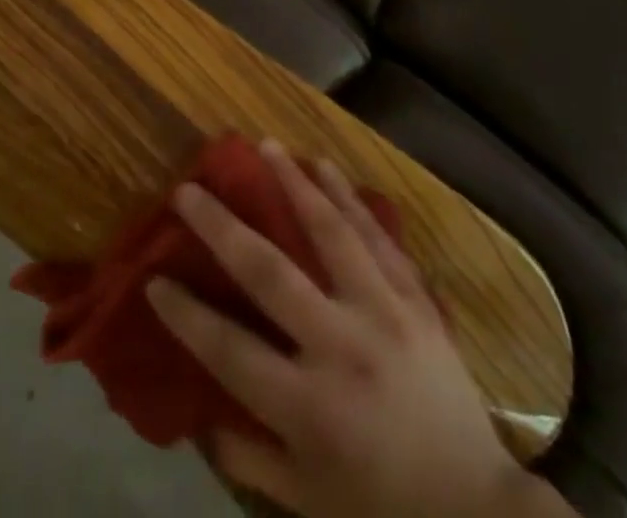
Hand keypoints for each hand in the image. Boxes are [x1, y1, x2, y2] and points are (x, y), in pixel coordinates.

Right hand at [146, 140, 570, 517]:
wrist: (474, 509)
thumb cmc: (380, 508)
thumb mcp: (306, 502)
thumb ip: (247, 458)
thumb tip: (198, 414)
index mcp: (308, 408)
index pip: (229, 351)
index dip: (186, 314)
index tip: (153, 278)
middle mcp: (341, 348)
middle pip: (269, 273)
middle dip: (221, 227)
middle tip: (188, 189)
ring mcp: (383, 314)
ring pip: (330, 232)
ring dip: (293, 183)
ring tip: (264, 145)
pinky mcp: (415, 298)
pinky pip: (376, 236)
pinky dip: (348, 196)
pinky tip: (324, 164)